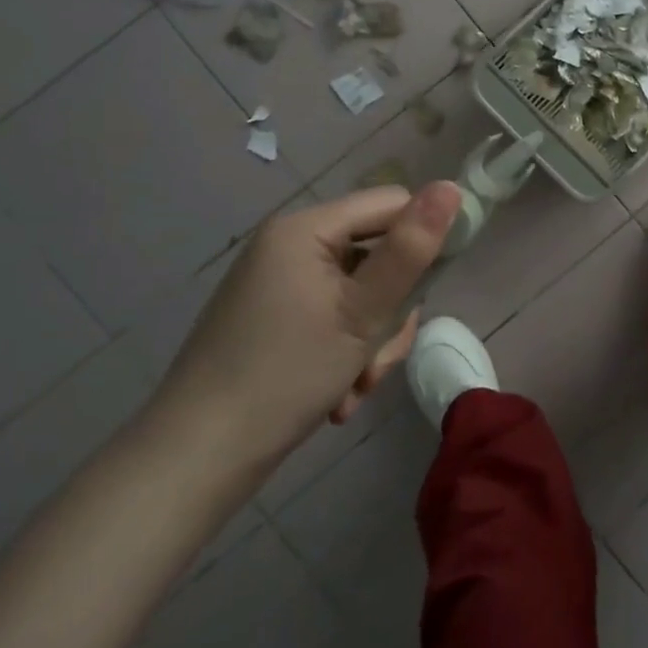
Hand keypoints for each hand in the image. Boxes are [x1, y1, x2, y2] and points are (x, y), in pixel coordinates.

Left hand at [150, 182, 461, 479]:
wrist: (195, 460)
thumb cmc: (285, 376)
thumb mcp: (362, 312)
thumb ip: (410, 250)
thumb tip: (452, 187)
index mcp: (306, 228)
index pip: (392, 204)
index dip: (423, 238)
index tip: (432, 290)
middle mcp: (291, 245)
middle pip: (378, 254)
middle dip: (390, 312)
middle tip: (379, 358)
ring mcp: (281, 283)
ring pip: (362, 293)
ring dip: (371, 342)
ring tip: (356, 388)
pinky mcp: (276, 317)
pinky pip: (334, 316)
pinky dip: (346, 352)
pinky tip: (338, 394)